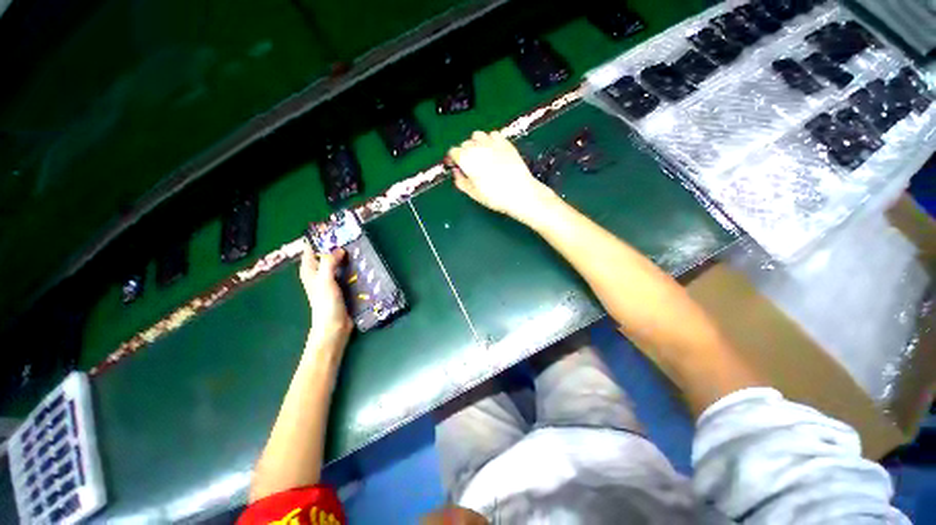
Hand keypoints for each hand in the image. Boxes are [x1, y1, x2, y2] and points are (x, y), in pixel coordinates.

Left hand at [299, 242, 352, 350]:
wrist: (334, 326)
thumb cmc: (326, 303)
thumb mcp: (325, 280)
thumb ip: (329, 263)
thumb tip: (339, 249)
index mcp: (309, 270)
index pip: (311, 248)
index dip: (320, 238)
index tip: (333, 228)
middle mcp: (319, 273)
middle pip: (326, 254)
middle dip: (336, 245)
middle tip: (351, 236)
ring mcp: (331, 280)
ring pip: (338, 262)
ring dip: (347, 256)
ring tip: (359, 247)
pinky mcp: (341, 286)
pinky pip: (346, 271)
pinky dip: (352, 266)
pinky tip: (362, 263)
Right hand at [447, 131, 558, 223]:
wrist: (519, 192)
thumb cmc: (494, 196)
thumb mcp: (473, 193)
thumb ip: (460, 181)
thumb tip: (457, 173)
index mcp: (466, 159)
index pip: (453, 152)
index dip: (454, 159)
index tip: (457, 166)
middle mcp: (477, 147)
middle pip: (465, 144)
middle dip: (465, 152)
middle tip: (470, 165)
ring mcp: (492, 143)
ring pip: (477, 135)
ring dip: (476, 143)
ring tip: (481, 156)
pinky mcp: (505, 142)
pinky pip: (493, 134)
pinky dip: (490, 140)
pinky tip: (493, 151)